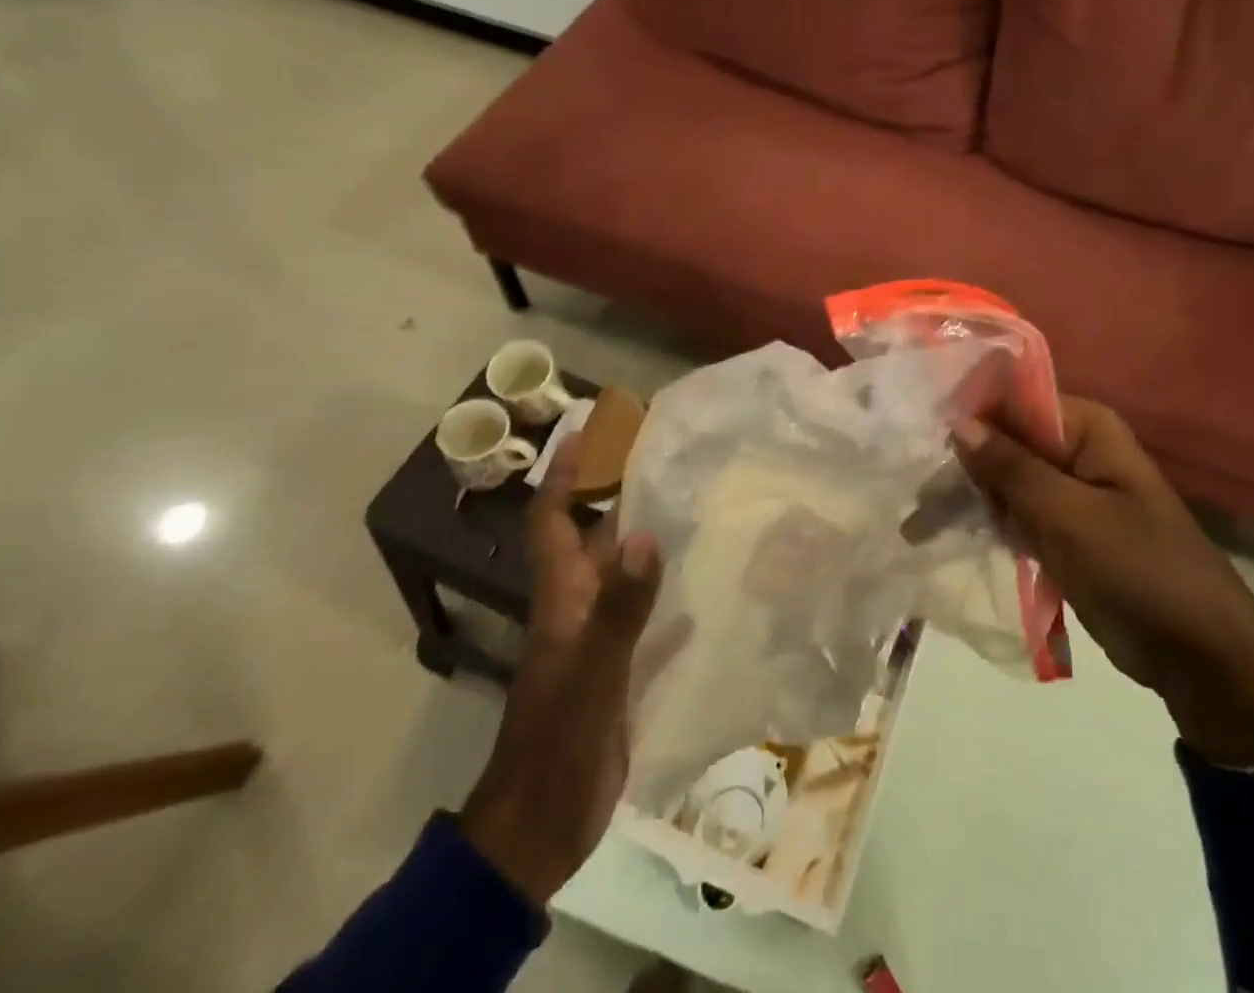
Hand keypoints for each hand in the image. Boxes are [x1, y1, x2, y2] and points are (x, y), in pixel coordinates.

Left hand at [459, 436, 667, 902]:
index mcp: (562, 597)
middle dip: (618, 495)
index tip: (585, 429)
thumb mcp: (592, 670)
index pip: (553, 520)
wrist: (544, 824)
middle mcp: (579, 607)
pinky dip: (671, 593)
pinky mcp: (620, 667)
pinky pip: (649, 615)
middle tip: (667, 458)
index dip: (562, 474)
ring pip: (622, 573)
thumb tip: (644, 534)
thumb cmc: (560, 739)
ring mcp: (599, 638)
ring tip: (697, 505)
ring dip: (648, 539)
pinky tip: (709, 580)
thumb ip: (619, 606)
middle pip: (593, 538)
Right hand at [953, 399, 1253, 768]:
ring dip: (968, 499)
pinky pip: (1018, 515)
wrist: (1200, 656)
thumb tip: (958, 421)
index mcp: (1087, 429)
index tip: (920, 438)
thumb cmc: (1139, 570)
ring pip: (1006, 481)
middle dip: (962, 466)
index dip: (969, 416)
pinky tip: (945, 535)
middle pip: (1005, 442)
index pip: (1015, 402)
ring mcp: (1071, 493)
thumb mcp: (1068, 515)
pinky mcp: (1066, 532)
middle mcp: (1077, 450)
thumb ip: (1011, 468)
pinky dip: (989, 524)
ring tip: (916, 523)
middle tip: (911, 495)